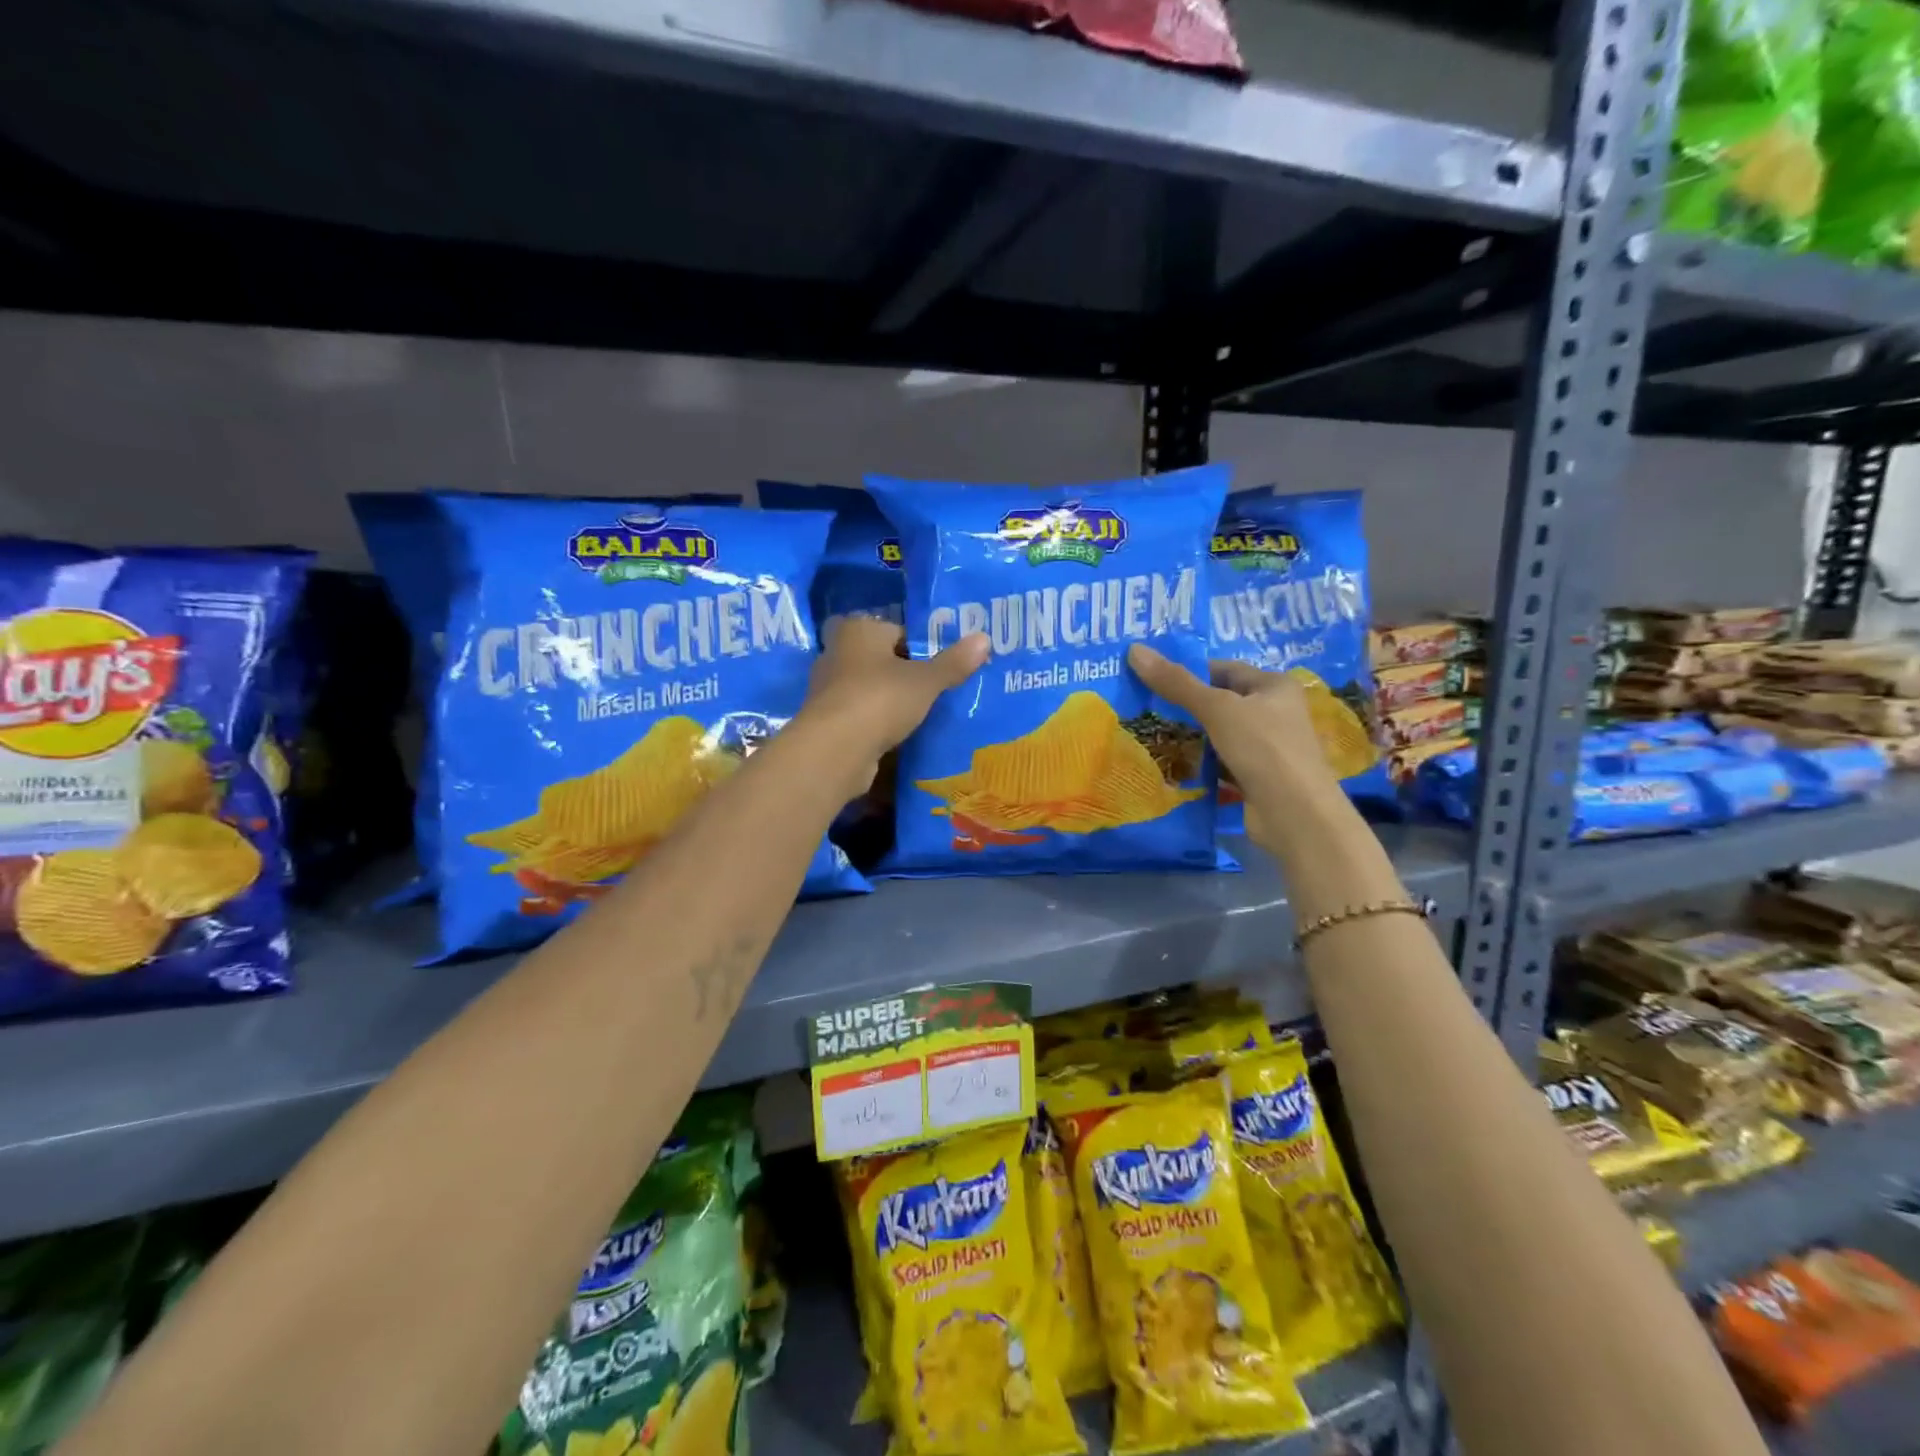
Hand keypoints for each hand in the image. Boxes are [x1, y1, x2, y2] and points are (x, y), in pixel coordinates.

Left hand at [802, 618, 989, 792]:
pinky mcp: (828, 721)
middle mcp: (837, 653)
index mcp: (858, 630)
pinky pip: (862, 716)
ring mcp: (829, 689)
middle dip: (906, 674)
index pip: (897, 630)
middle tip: (939, 689)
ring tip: (925, 714)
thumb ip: (954, 662)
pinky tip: (901, 736)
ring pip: (871, 689)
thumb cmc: (880, 699)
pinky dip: (878, 723)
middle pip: (882, 660)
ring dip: (892, 701)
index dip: (923, 646)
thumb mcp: (926, 681)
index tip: (946, 665)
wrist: (834, 750)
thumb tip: (984, 638)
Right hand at [1126, 644, 1342, 841]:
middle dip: (1185, 705)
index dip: (1189, 671)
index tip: (1151, 678)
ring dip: (1191, 735)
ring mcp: (1267, 747)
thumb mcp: (1217, 709)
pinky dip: (1200, 762)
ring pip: (1219, 733)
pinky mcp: (1257, 777)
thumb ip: (1177, 683)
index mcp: (1274, 686)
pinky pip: (1221, 761)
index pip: (1224, 669)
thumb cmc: (1263, 749)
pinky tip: (1172, 764)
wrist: (1295, 815)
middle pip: (1221, 701)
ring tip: (1150, 733)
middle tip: (1143, 706)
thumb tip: (1135, 649)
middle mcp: (1275, 712)